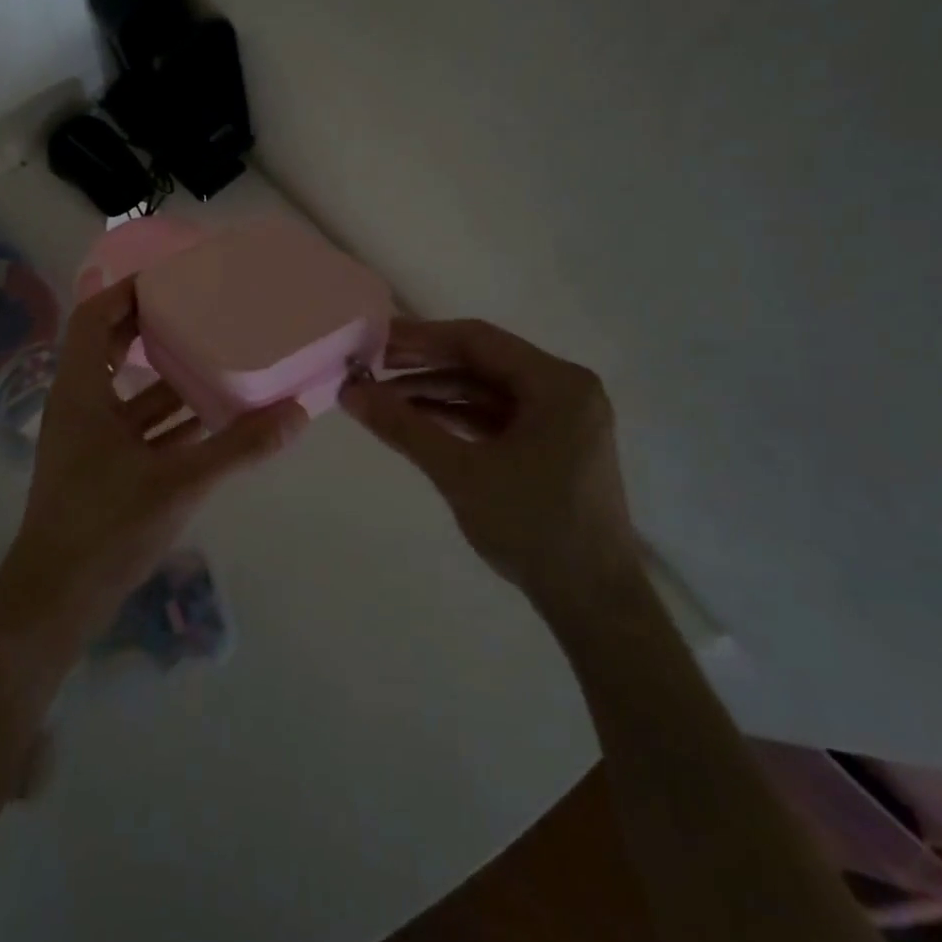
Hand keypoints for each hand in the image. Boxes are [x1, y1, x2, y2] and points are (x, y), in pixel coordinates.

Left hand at [0, 277, 307, 647]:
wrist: (57, 600)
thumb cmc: (106, 527)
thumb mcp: (179, 482)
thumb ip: (239, 447)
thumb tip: (296, 414)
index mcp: (82, 392)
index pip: (94, 318)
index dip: (126, 291)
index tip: (171, 277)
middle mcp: (80, 406)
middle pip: (112, 348)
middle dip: (153, 327)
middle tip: (201, 308)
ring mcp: (89, 439)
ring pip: (129, 391)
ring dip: (168, 376)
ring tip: (216, 355)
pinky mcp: (102, 468)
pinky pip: (138, 427)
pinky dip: (170, 419)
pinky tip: (213, 418)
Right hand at [340, 318, 640, 623]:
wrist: (592, 604)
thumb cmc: (532, 528)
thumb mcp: (460, 472)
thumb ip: (403, 426)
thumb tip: (349, 391)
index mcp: (557, 383)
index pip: (478, 340)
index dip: (420, 337)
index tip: (372, 340)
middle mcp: (564, 390)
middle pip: (482, 362)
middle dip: (424, 365)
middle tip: (369, 366)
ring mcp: (560, 419)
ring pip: (486, 390)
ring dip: (436, 392)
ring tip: (382, 397)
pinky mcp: (550, 445)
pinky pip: (496, 416)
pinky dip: (456, 416)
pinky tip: (416, 420)